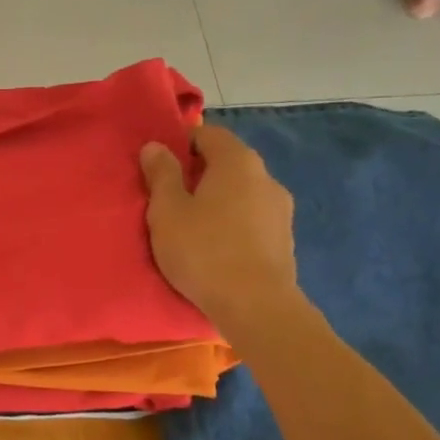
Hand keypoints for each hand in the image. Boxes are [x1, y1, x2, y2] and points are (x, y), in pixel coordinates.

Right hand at [140, 124, 297, 322]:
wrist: (255, 305)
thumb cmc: (203, 251)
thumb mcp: (167, 212)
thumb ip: (161, 175)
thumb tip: (155, 146)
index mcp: (237, 161)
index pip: (208, 134)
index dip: (182, 142)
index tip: (160, 165)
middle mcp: (265, 176)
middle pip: (228, 162)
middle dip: (199, 173)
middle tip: (170, 197)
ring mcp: (280, 208)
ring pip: (241, 192)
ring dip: (218, 200)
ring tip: (193, 225)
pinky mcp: (284, 238)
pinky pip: (252, 218)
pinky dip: (233, 223)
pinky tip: (217, 246)